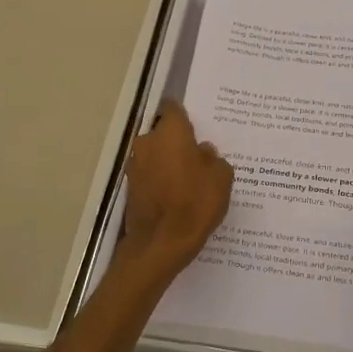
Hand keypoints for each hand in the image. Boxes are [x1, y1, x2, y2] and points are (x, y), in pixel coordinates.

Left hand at [118, 101, 233, 278]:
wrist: (161, 243)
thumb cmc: (195, 203)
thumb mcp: (221, 178)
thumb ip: (213, 158)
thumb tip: (203, 152)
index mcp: (171, 132)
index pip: (173, 108)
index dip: (184, 114)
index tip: (196, 124)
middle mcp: (148, 142)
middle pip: (163, 133)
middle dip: (178, 141)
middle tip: (198, 156)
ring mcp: (135, 165)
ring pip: (155, 155)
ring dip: (168, 162)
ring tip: (189, 179)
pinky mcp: (131, 187)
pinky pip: (150, 175)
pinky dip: (161, 180)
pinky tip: (177, 195)